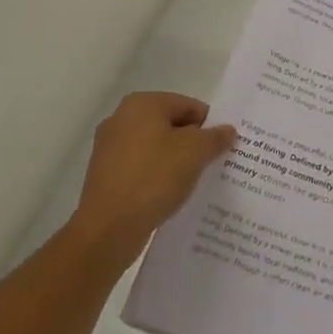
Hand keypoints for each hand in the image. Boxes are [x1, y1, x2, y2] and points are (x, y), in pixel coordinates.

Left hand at [69, 93, 236, 262]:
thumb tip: (227, 131)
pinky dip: (157, 178)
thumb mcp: (196, 152)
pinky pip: (141, 169)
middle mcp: (122, 118)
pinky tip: (169, 195)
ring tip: (193, 183)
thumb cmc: (154, 178)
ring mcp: (109, 148)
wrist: (107, 229)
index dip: (210, 125)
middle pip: (171, 125)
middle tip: (212, 164)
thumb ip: (215, 137)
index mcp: (142, 104)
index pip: (189, 106)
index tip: (223, 148)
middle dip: (193, 144)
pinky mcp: (105, 175)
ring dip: (175, 162)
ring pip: (156, 148)